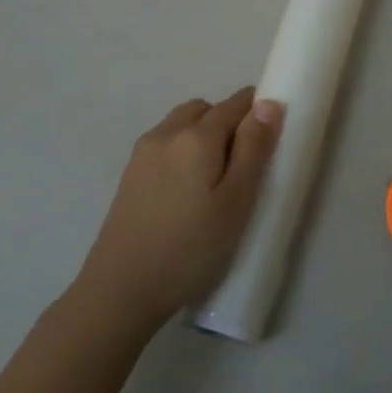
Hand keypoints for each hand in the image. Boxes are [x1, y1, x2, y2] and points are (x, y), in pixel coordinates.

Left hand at [77, 88, 281, 330]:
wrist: (121, 290)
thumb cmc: (191, 248)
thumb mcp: (237, 201)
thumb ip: (253, 148)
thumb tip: (268, 103)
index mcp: (197, 136)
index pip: (236, 104)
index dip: (258, 112)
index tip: (270, 138)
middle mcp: (167, 133)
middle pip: (205, 109)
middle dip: (228, 121)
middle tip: (244, 163)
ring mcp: (143, 153)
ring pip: (181, 123)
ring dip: (202, 134)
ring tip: (214, 177)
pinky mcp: (129, 174)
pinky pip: (164, 143)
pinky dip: (182, 150)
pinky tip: (186, 189)